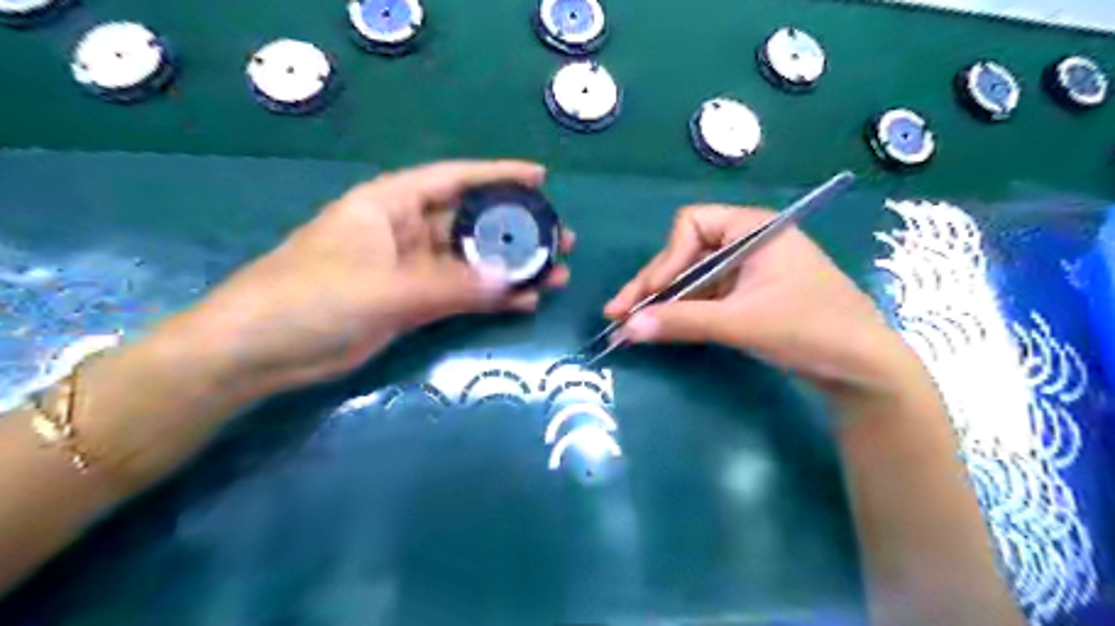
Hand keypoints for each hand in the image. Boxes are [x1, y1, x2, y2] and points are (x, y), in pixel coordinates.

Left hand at [182, 160, 573, 397]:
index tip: (541, 179)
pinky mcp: (411, 303)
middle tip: (561, 239)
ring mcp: (409, 270)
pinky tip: (524, 302)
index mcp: (389, 204)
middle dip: (516, 230)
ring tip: (556, 274)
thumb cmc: (310, 299)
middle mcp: (404, 231)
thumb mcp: (385, 289)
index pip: (453, 179)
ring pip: (470, 262)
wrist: (259, 352)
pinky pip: (460, 294)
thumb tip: (513, 286)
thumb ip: (451, 287)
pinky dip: (490, 298)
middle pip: (470, 222)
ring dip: (510, 269)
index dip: (499, 175)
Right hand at [607, 204, 918, 390]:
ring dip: (661, 301)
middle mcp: (745, 243)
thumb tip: (627, 328)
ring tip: (627, 324)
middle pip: (684, 254)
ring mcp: (745, 271)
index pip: (691, 226)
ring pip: (690, 278)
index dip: (666, 258)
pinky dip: (680, 312)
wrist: (862, 367)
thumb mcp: (742, 322)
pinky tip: (657, 327)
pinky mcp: (745, 296)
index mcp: (752, 229)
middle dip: (653, 284)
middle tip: (617, 313)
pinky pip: (703, 296)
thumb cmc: (811, 329)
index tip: (652, 294)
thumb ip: (683, 322)